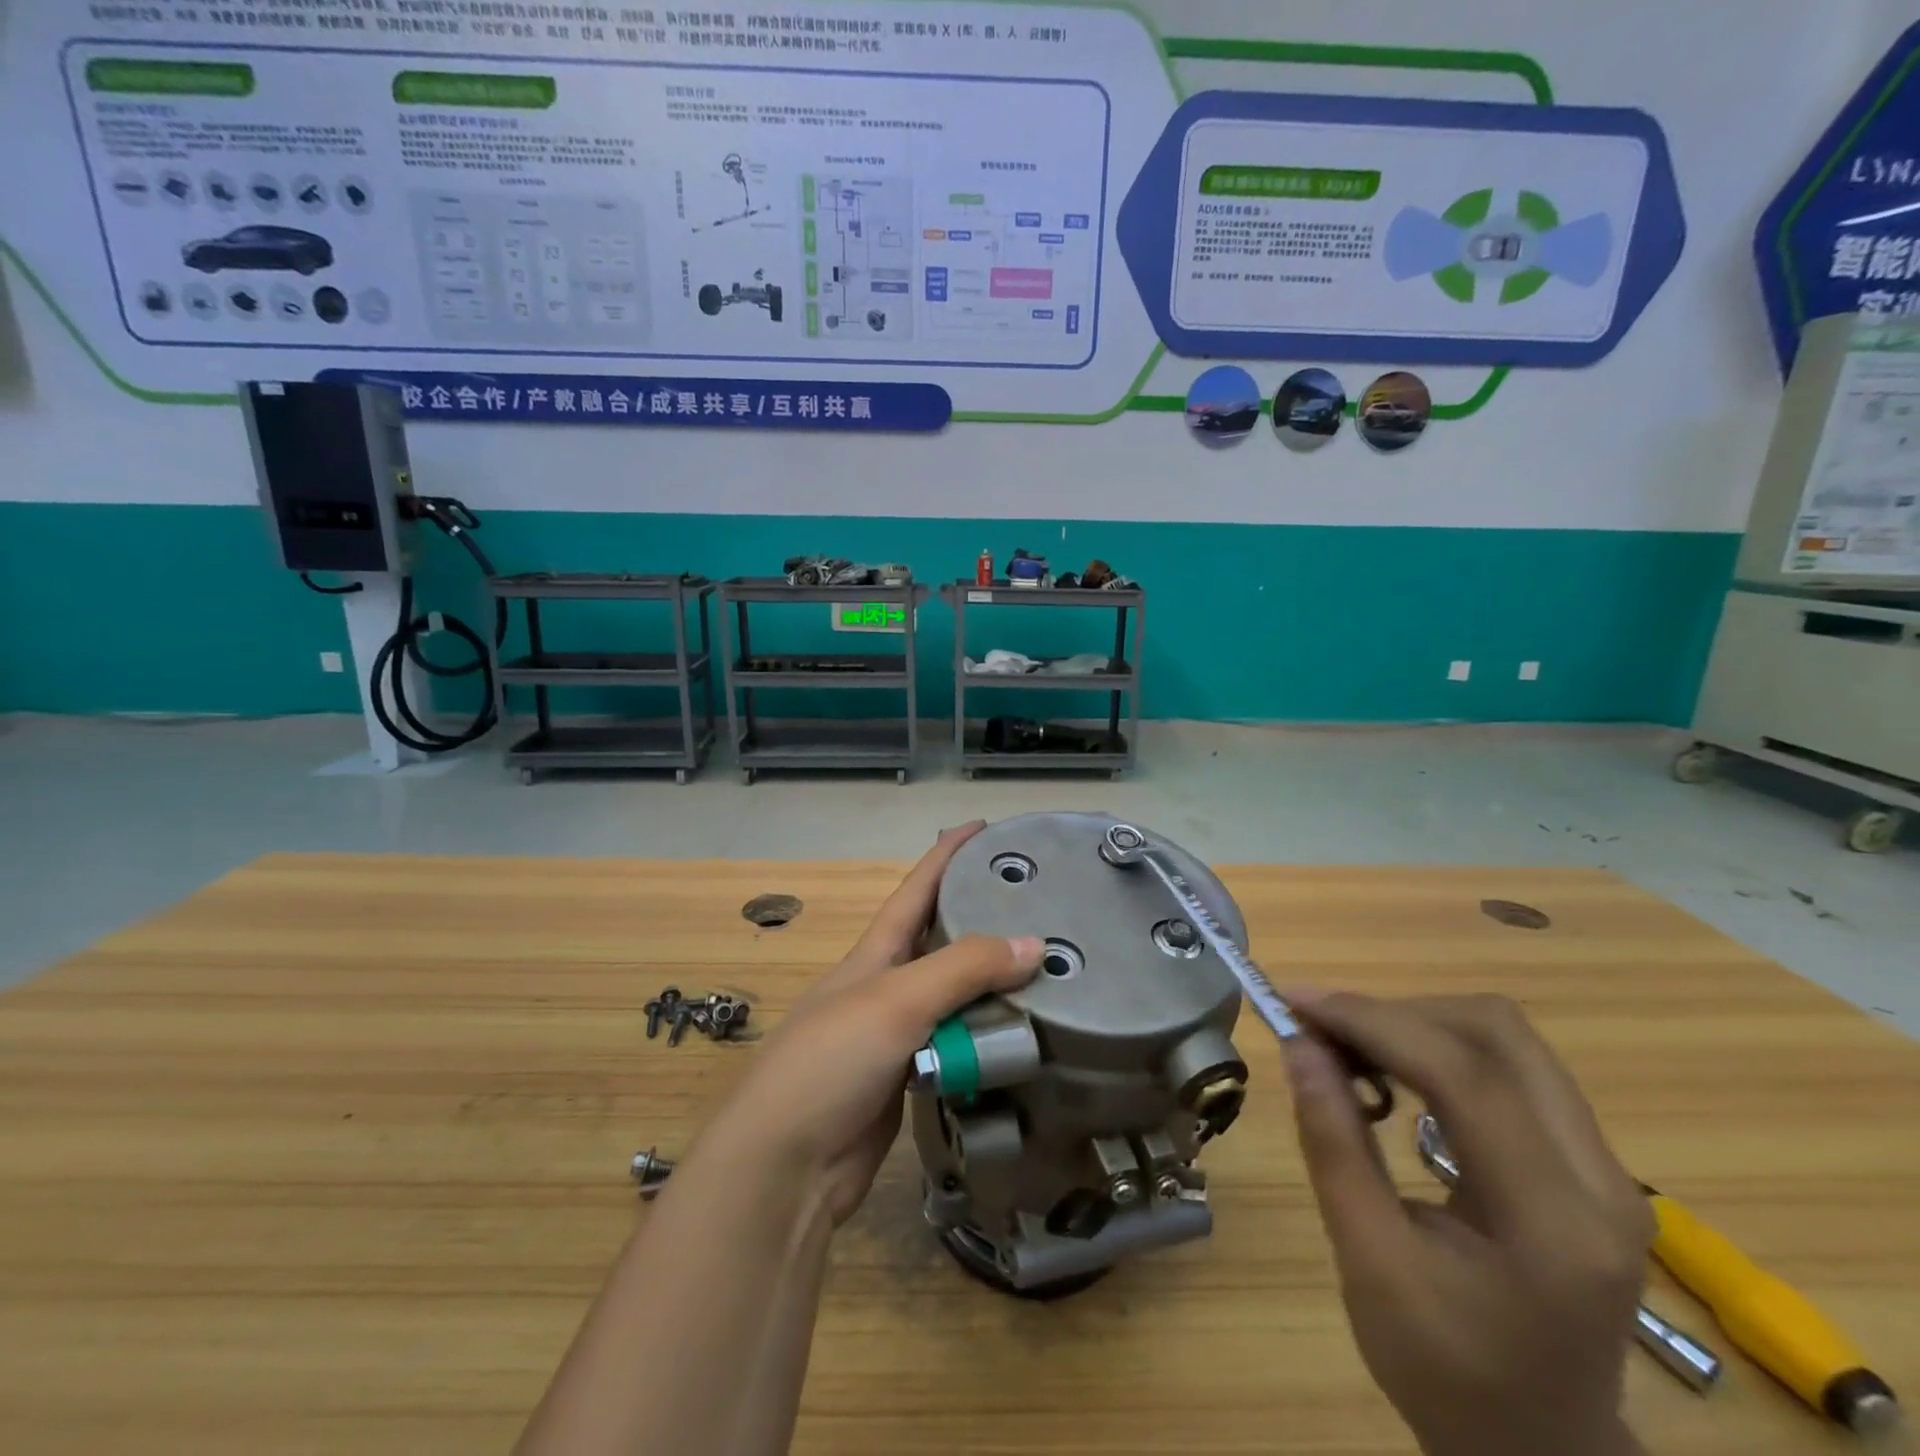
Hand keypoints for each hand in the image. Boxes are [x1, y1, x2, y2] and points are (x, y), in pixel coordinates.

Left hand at [701, 822, 1041, 1225]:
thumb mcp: (896, 1001)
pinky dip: (987, 1038)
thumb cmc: (830, 1062)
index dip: (946, 855)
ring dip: (994, 985)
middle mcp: (887, 987)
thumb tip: (1035, 943)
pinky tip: (1023, 1035)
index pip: (916, 889)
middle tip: (1037, 905)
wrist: (784, 1168)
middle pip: (941, 942)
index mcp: (875, 954)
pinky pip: (958, 1047)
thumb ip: (963, 969)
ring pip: (955, 999)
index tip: (982, 827)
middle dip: (981, 918)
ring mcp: (897, 1036)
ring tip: (1048, 969)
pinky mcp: (909, 1081)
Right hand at [1283, 991, 1652, 1455]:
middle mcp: (1601, 1180)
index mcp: (1555, 1223)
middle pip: (1499, 1033)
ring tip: (1348, 1047)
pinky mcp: (1587, 1160)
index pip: (1465, 1075)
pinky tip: (1391, 1071)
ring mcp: (1605, 1167)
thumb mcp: (1369, 1261)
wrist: (1537, 1448)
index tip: (1296, 1003)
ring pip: (1504, 1038)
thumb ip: (1334, 1143)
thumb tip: (1298, 1044)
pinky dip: (1437, 1047)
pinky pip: (1508, 1065)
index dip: (1372, 1022)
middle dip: (1397, 1014)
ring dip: (1416, 1024)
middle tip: (1323, 1031)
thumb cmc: (1444, 1372)